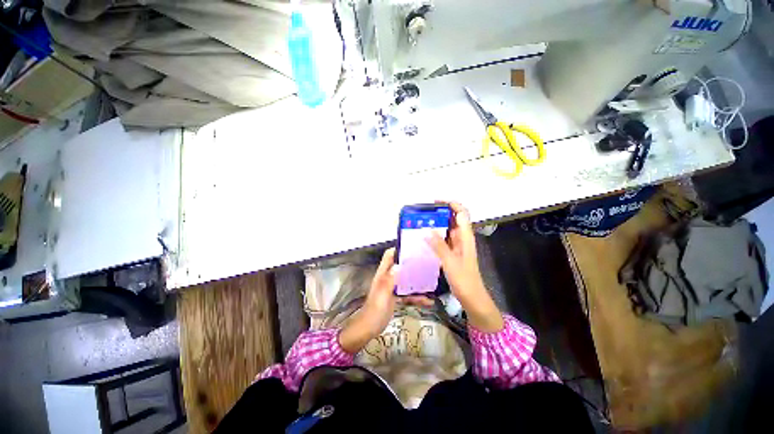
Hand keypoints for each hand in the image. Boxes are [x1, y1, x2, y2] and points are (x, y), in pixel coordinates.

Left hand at [338, 248, 432, 353]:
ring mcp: (393, 288)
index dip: (399, 250)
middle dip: (412, 264)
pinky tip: (428, 301)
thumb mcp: (382, 295)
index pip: (389, 256)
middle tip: (427, 262)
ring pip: (406, 280)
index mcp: (383, 274)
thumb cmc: (374, 311)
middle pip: (400, 266)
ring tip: (432, 281)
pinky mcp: (396, 298)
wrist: (368, 329)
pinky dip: (417, 297)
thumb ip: (390, 280)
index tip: (413, 248)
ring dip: (417, 281)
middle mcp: (388, 278)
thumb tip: (399, 265)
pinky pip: (408, 294)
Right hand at [427, 202, 502, 332]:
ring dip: (437, 223)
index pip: (461, 213)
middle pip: (454, 218)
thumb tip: (426, 230)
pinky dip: (436, 234)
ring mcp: (457, 245)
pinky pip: (444, 238)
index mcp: (465, 236)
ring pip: (448, 228)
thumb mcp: (450, 262)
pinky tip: (425, 236)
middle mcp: (462, 237)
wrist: (471, 296)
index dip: (451, 204)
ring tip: (422, 222)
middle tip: (424, 212)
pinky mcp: (452, 251)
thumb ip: (439, 246)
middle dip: (441, 212)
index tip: (436, 202)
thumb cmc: (464, 279)